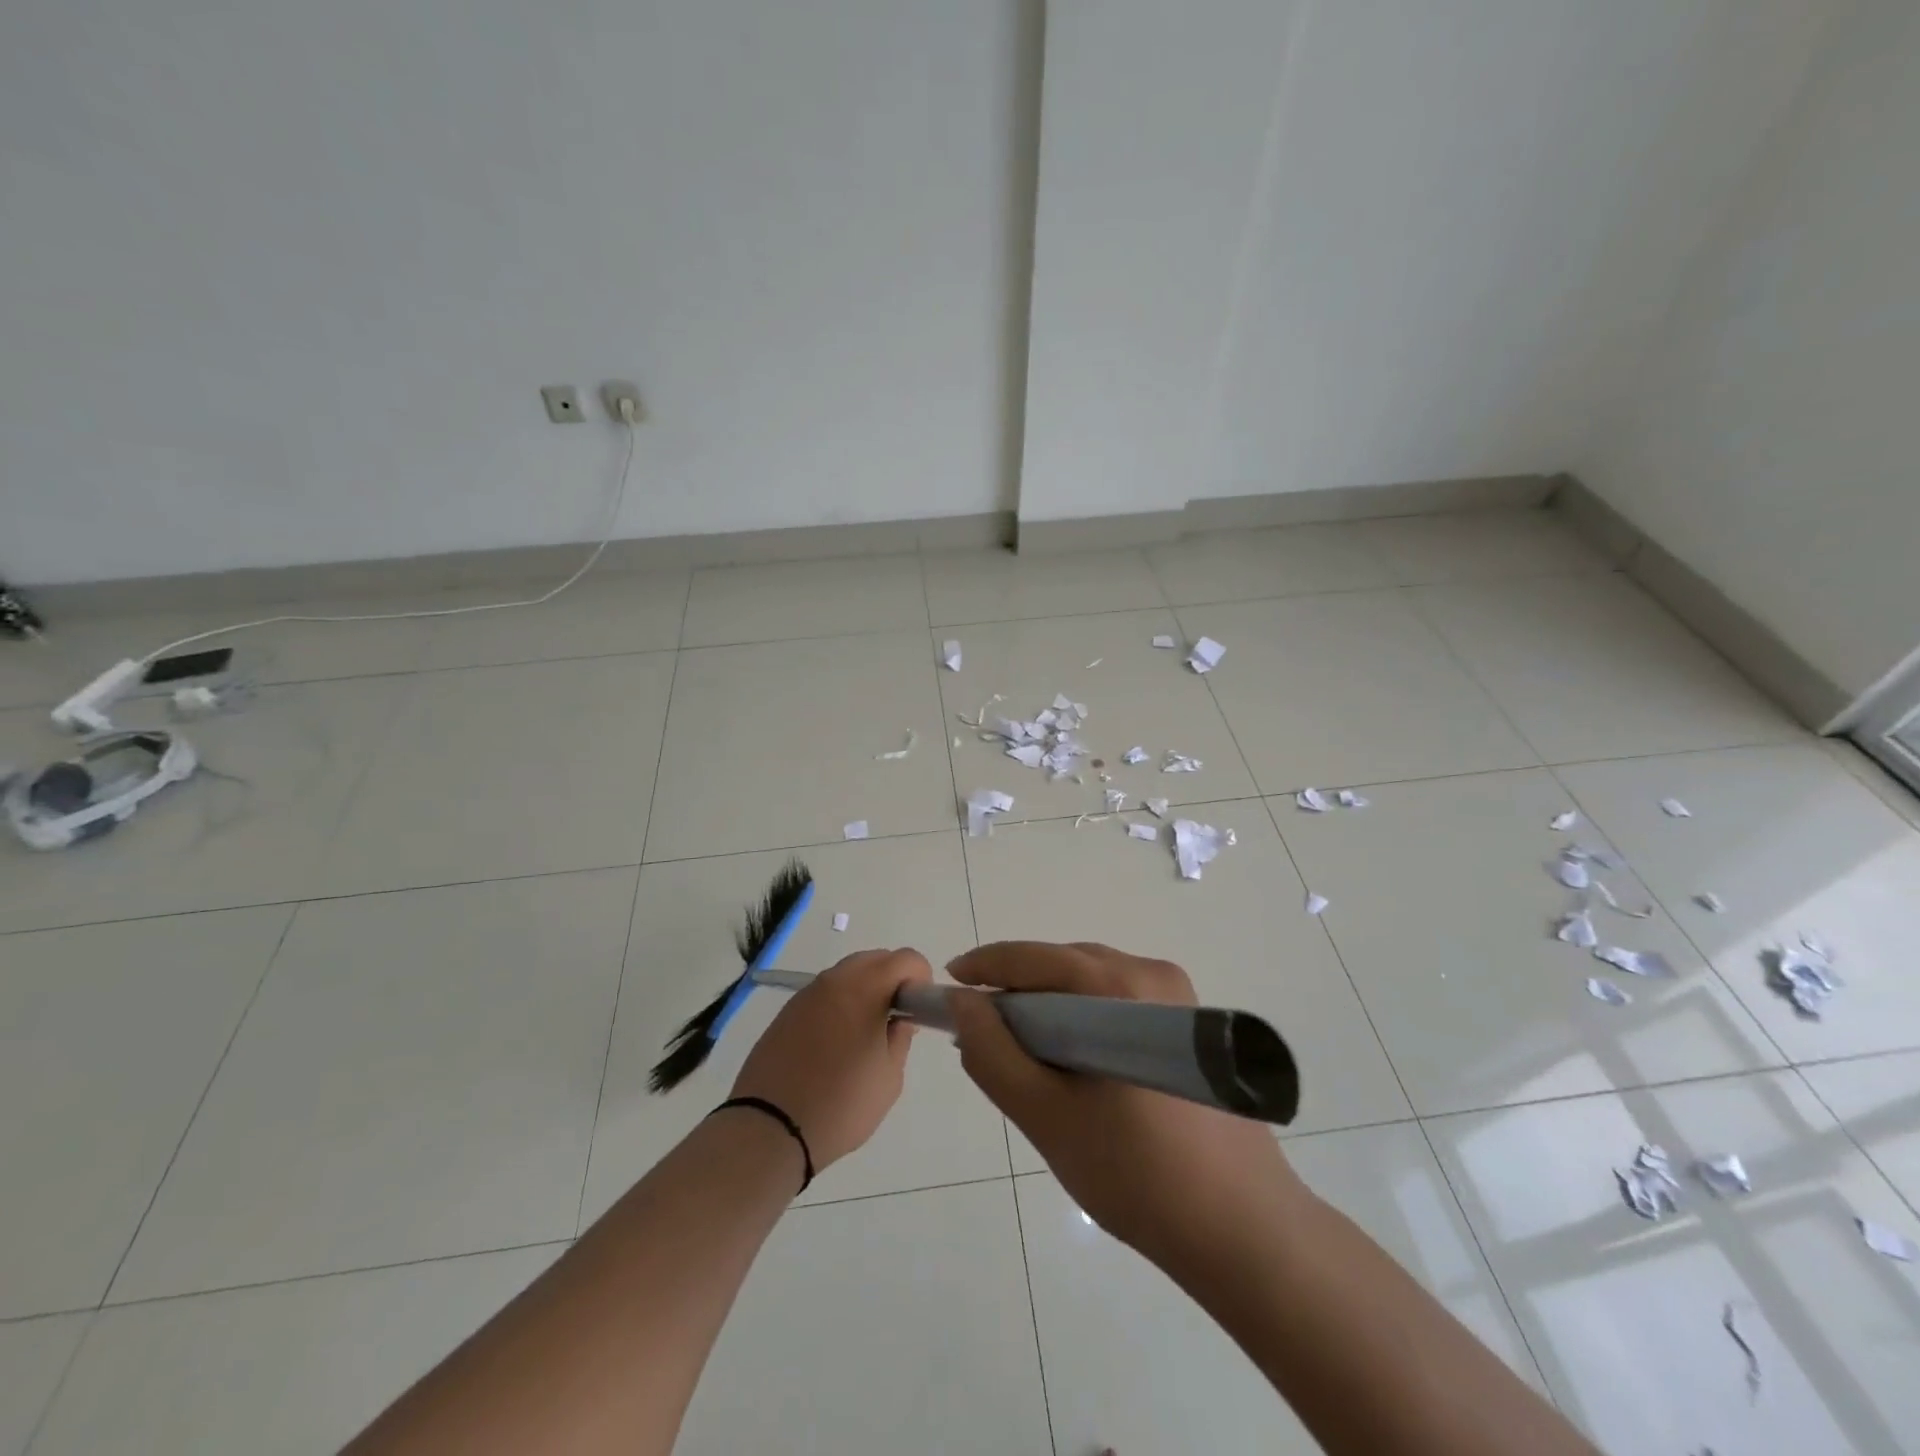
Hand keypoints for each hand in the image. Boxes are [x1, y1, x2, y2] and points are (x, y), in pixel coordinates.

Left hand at [730, 947, 929, 1170]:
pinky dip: (839, 1004)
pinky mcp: (786, 1013)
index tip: (919, 1008)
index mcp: (864, 989)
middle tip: (896, 1017)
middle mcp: (834, 981)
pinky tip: (836, 1042)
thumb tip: (900, 1020)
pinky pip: (823, 994)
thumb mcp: (888, 1078)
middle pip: (874, 959)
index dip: (921, 977)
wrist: (769, 1129)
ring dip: (865, 990)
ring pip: (846, 974)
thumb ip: (900, 1039)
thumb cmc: (841, 1105)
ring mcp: (806, 995)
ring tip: (865, 1032)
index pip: (905, 958)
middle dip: (893, 978)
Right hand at [948, 941, 1307, 1270]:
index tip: (946, 991)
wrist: (1245, 1230)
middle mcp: (1152, 973)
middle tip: (981, 1033)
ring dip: (1050, 1006)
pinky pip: (1118, 1001)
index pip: (1033, 958)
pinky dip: (1084, 1019)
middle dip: (1016, 992)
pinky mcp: (1192, 1023)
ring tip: (1021, 1051)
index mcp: (1118, 987)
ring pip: (1091, 982)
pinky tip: (1072, 1060)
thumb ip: (993, 1053)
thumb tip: (962, 1004)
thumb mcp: (1046, 1116)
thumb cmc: (1137, 1175)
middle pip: (1063, 965)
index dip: (983, 969)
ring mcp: (1179, 996)